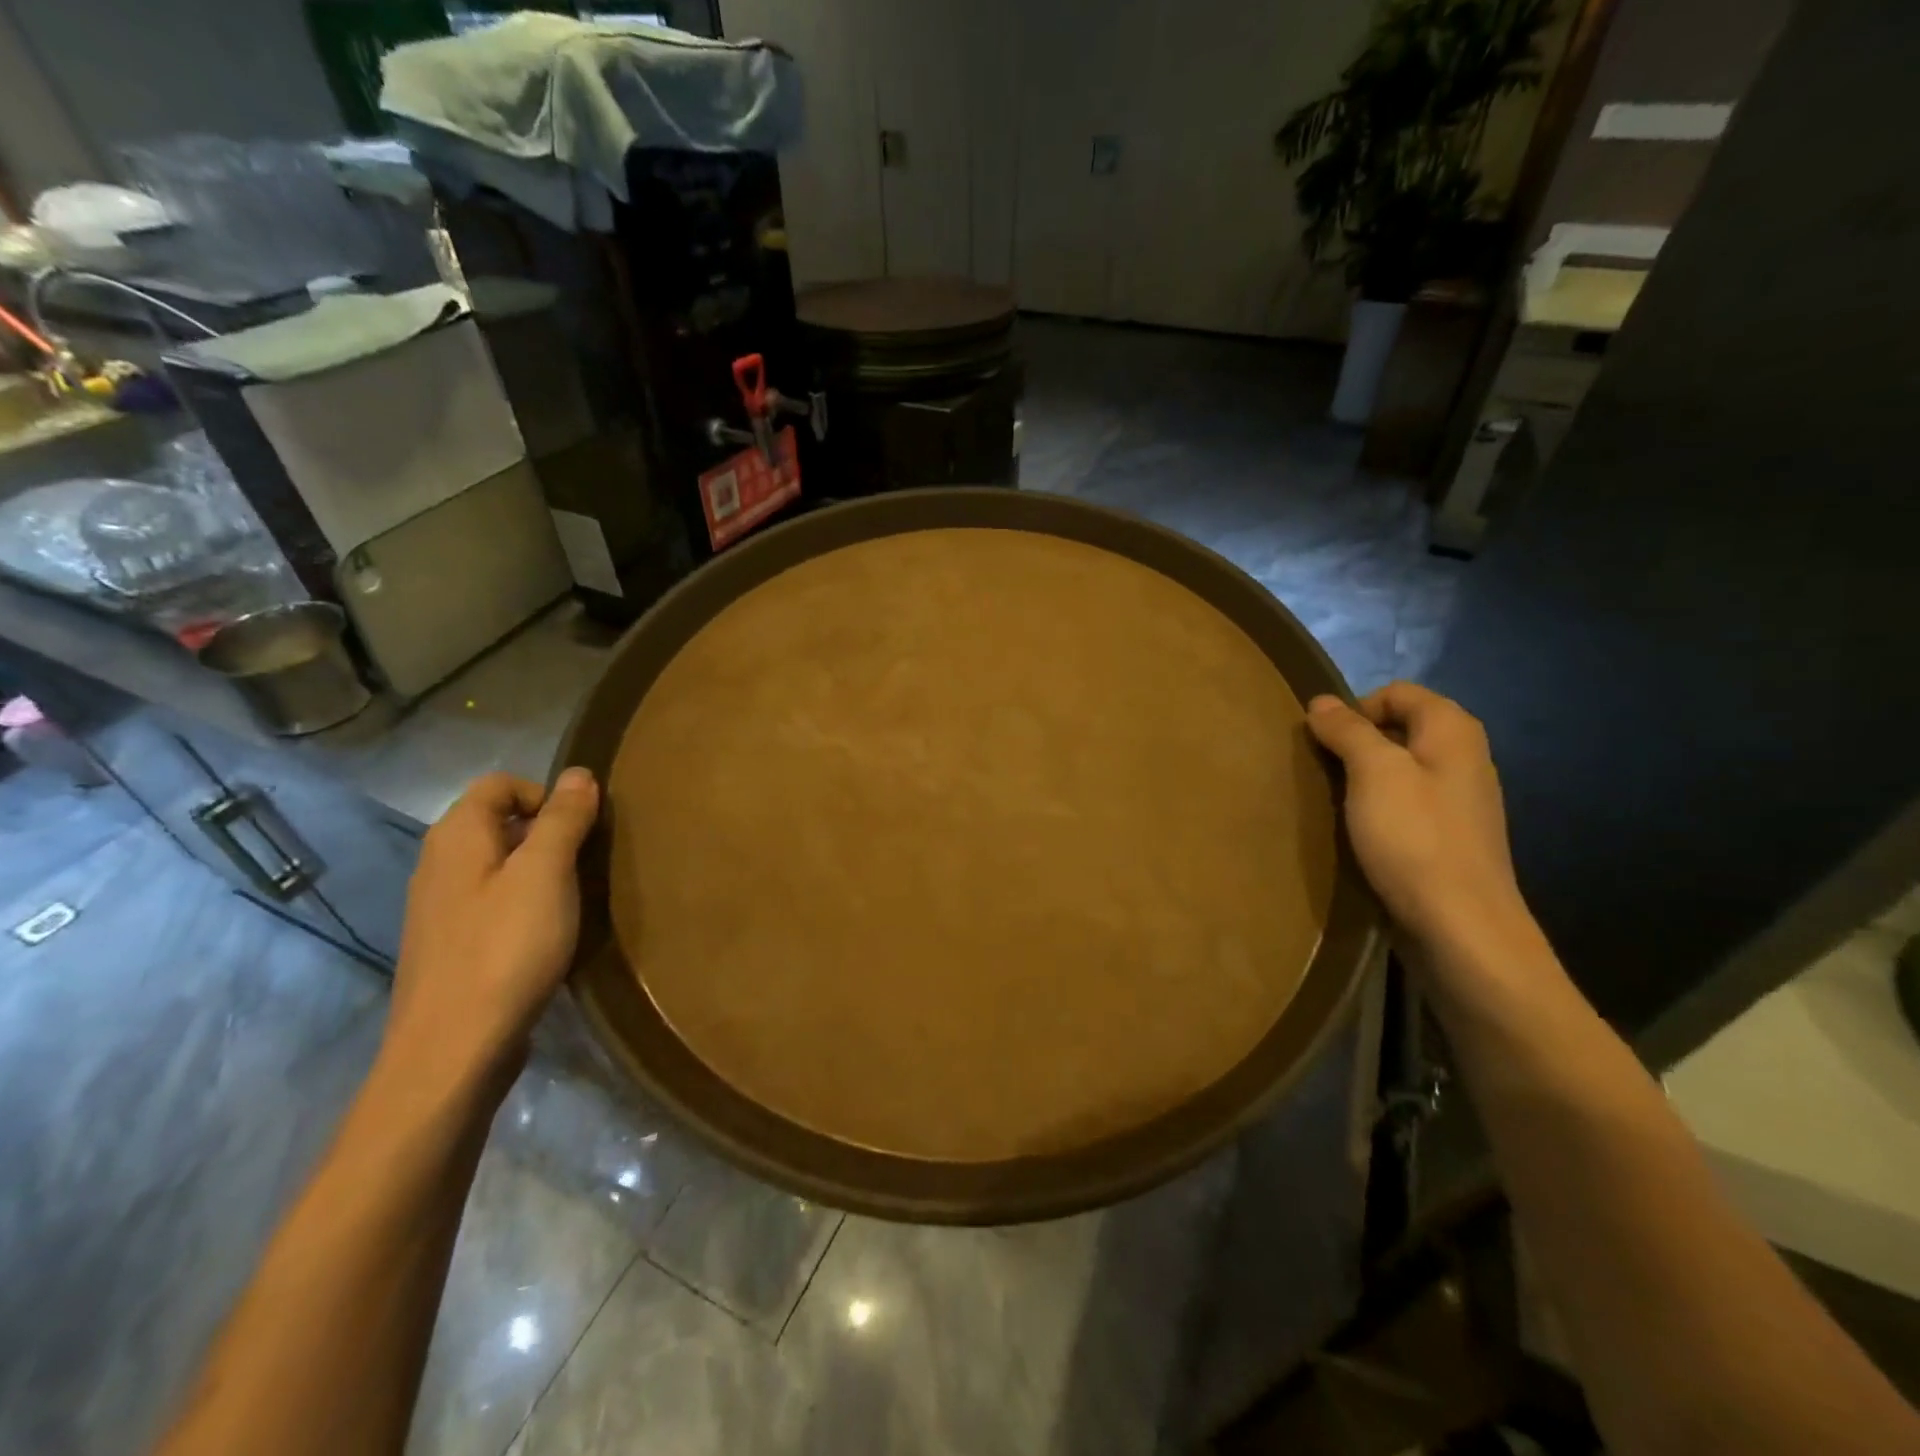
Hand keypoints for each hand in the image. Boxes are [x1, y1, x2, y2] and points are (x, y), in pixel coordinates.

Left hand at [385, 769, 600, 1083]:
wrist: (453, 1049)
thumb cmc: (505, 948)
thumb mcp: (546, 874)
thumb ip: (563, 820)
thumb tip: (579, 774)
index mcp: (456, 837)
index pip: (500, 784)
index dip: (546, 794)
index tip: (582, 829)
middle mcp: (438, 863)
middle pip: (497, 823)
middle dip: (547, 833)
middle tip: (586, 864)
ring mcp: (439, 908)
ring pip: (497, 866)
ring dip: (539, 871)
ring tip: (573, 899)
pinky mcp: (449, 946)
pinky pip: (492, 903)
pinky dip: (523, 905)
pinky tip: (546, 935)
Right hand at [1306, 683, 1527, 954]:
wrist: (1460, 926)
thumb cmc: (1415, 838)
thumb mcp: (1374, 772)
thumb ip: (1348, 731)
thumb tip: (1322, 701)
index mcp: (1453, 731)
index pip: (1398, 692)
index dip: (1356, 707)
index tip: (1323, 740)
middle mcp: (1463, 758)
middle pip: (1399, 729)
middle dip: (1356, 742)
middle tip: (1322, 770)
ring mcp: (1458, 801)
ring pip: (1400, 769)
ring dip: (1363, 778)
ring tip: (1334, 801)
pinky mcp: (1447, 838)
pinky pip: (1405, 805)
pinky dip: (1377, 808)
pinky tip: (1359, 832)